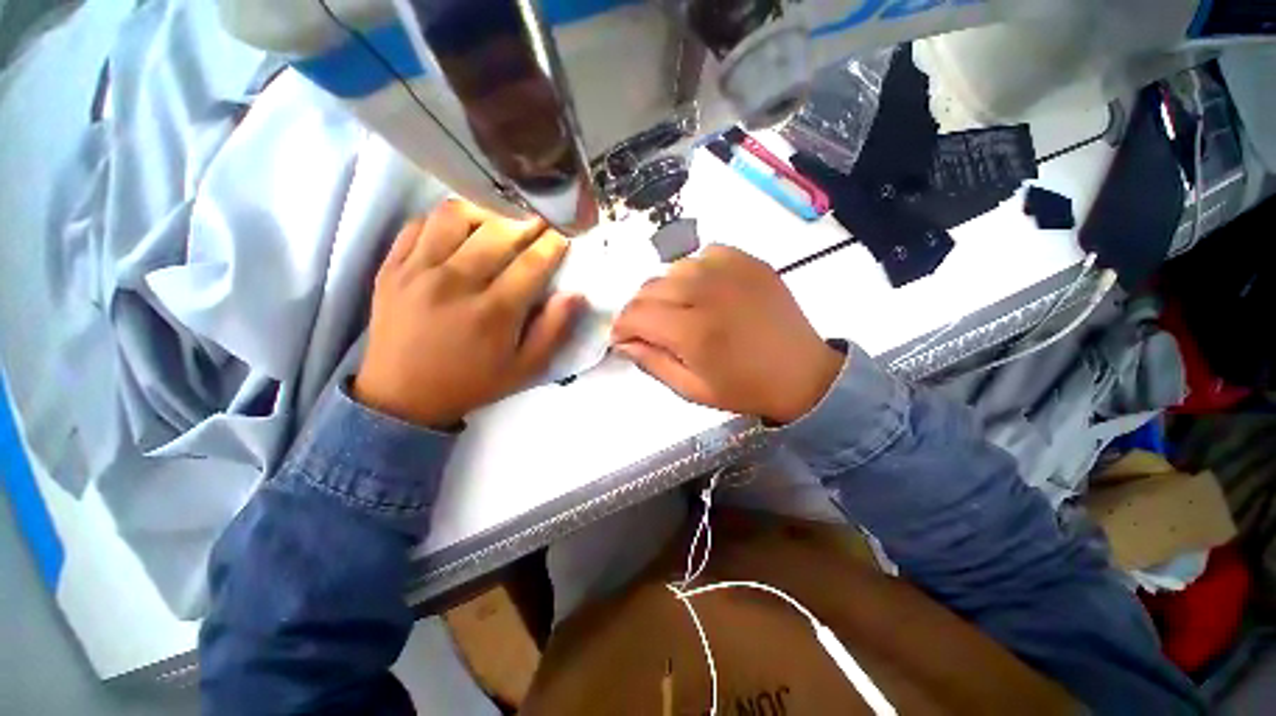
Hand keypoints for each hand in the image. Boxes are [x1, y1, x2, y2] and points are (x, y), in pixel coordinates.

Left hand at [354, 200, 582, 428]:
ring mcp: (418, 271)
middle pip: (498, 233)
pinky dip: (445, 219)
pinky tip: (460, 229)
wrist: (402, 396)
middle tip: (540, 219)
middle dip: (528, 221)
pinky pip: (419, 224)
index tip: (564, 234)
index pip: (532, 263)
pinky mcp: (392, 267)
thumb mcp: (525, 368)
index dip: (553, 243)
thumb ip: (553, 330)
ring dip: (486, 211)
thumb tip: (575, 294)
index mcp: (494, 312)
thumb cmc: (473, 383)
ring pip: (456, 216)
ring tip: (500, 220)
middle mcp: (455, 284)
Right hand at [610, 245, 842, 423]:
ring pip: (674, 269)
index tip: (622, 337)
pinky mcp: (749, 261)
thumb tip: (623, 342)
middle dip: (639, 309)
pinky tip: (704, 291)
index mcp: (693, 332)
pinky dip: (695, 271)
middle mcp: (708, 292)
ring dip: (666, 291)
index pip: (636, 314)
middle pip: (650, 288)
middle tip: (648, 328)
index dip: (621, 326)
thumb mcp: (692, 389)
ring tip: (678, 310)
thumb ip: (652, 363)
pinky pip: (704, 255)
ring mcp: (731, 271)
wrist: (802, 373)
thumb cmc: (744, 388)